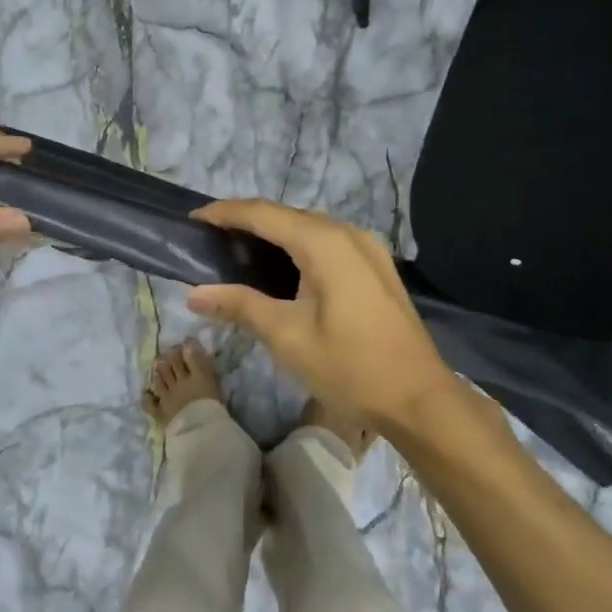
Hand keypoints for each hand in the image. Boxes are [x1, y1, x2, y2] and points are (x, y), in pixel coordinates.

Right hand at [186, 199, 463, 436]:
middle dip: (247, 220)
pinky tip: (281, 267)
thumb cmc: (350, 366)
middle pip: (287, 215)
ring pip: (309, 227)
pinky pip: (327, 243)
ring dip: (273, 233)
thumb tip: (194, 293)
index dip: (225, 213)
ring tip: (237, 249)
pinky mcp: (376, 267)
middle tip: (210, 238)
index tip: (193, 219)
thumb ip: (240, 306)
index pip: (263, 213)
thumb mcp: (287, 336)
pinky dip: (297, 246)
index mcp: (324, 243)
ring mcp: (367, 249)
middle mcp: (348, 234)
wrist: (418, 398)